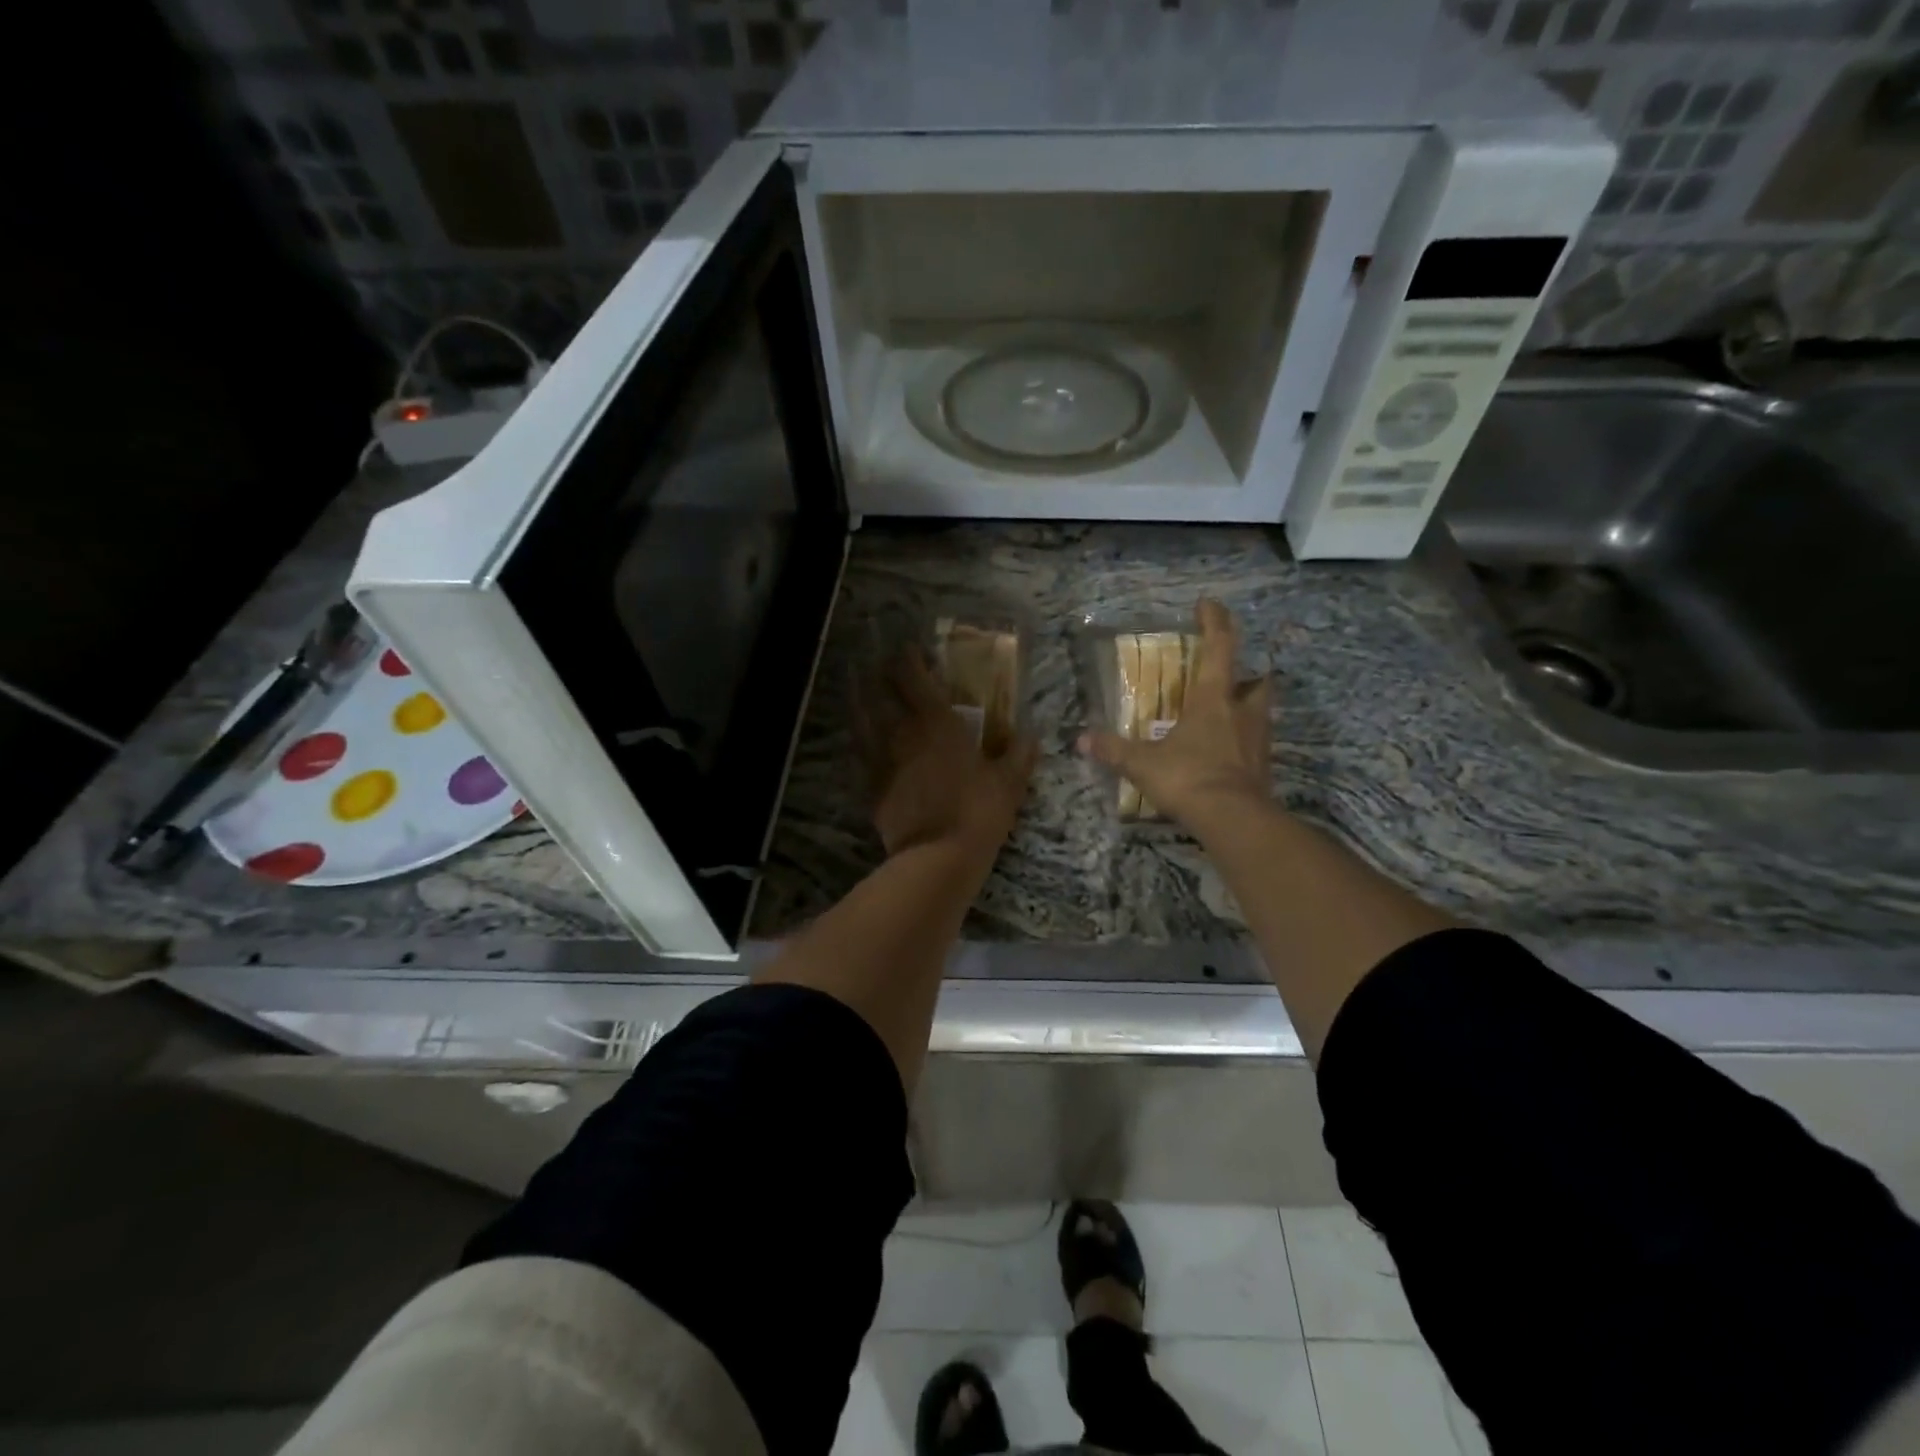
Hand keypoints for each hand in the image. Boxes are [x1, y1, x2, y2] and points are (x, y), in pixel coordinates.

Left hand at [860, 648, 1037, 857]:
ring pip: (861, 722)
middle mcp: (902, 734)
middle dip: (877, 675)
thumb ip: (1020, 753)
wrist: (937, 858)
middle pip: (880, 694)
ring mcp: (882, 761)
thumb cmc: (978, 812)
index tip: (908, 649)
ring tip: (855, 691)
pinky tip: (859, 742)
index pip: (914, 678)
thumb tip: (1031, 732)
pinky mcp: (871, 788)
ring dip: (858, 702)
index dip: (908, 659)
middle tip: (876, 665)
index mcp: (936, 723)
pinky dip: (858, 744)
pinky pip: (860, 757)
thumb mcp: (1010, 782)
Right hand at [1077, 599, 1271, 829]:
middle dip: (1248, 673)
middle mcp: (1242, 712)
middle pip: (1257, 680)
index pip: (1219, 647)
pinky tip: (1226, 752)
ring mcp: (1258, 741)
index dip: (1214, 621)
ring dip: (1248, 707)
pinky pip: (1257, 744)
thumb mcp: (1142, 764)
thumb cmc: (1188, 777)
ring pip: (1261, 712)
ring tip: (1226, 715)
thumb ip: (1113, 749)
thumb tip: (1082, 740)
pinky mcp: (1264, 768)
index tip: (1207, 604)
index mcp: (1213, 699)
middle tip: (1229, 677)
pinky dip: (1244, 741)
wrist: (1234, 820)